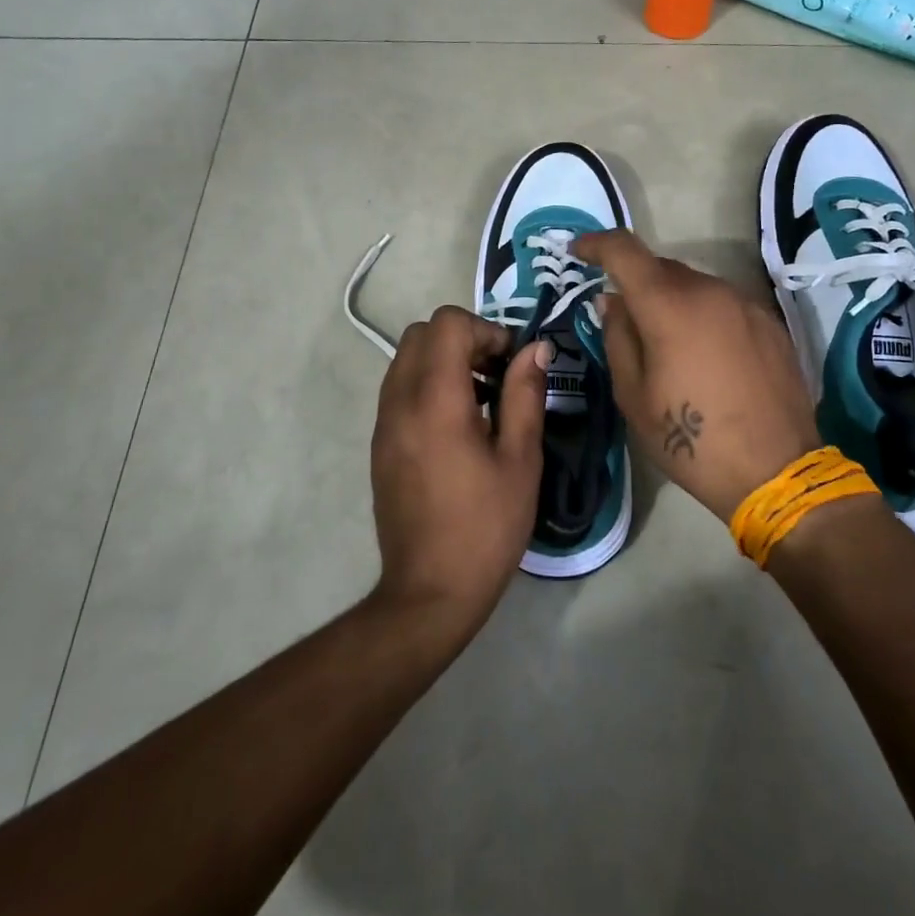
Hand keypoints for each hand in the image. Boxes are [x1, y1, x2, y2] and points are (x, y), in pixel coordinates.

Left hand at [369, 307, 547, 624]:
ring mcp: (383, 423)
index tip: (510, 362)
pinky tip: (459, 425)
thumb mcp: (520, 459)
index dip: (485, 329)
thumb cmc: (485, 526)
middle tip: (497, 374)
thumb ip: (525, 394)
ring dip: (444, 361)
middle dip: (463, 339)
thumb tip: (535, 349)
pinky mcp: (379, 443)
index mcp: (435, 400)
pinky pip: (399, 389)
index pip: (447, 324)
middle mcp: (400, 401)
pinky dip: (428, 385)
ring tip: (482, 400)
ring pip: (406, 359)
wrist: (430, 591)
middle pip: (421, 334)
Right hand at [575, 231, 820, 522]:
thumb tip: (612, 301)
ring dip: (671, 300)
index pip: (625, 251)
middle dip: (635, 282)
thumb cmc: (691, 440)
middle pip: (661, 268)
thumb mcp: (633, 396)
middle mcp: (710, 291)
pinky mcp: (771, 323)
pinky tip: (705, 356)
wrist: (776, 471)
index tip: (577, 251)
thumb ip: (618, 337)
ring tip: (666, 343)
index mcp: (669, 306)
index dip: (596, 243)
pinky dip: (702, 316)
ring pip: (694, 286)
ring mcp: (745, 304)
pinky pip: (723, 305)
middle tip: (621, 316)